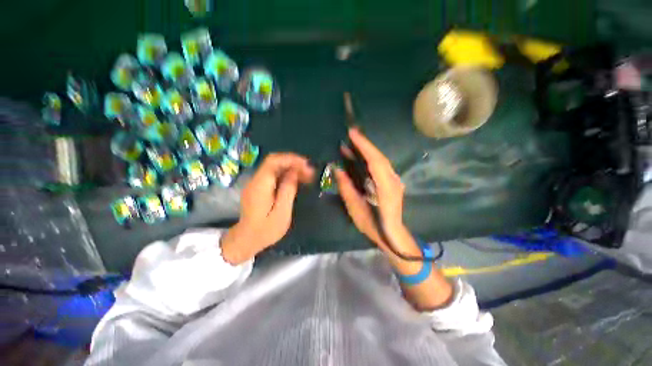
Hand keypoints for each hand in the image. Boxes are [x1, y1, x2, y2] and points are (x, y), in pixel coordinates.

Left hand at [221, 153, 313, 263]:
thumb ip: (288, 190)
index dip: (291, 159)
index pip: (274, 161)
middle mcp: (256, 180)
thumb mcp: (281, 212)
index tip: (307, 165)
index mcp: (260, 185)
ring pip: (275, 168)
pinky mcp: (259, 188)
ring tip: (307, 176)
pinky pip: (274, 175)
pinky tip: (297, 181)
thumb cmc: (265, 230)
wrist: (246, 240)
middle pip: (275, 162)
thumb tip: (294, 172)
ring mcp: (256, 183)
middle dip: (294, 163)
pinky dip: (287, 175)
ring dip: (292, 169)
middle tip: (310, 172)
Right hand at [335, 128, 416, 255]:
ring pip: (381, 160)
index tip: (352, 134)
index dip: (364, 146)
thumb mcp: (355, 209)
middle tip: (350, 134)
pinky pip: (381, 166)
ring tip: (353, 142)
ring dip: (368, 150)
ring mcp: (395, 181)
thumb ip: (347, 188)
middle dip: (365, 144)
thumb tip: (337, 170)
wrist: (392, 235)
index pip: (375, 162)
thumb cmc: (373, 226)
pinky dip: (371, 158)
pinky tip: (361, 156)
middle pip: (380, 157)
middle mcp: (393, 181)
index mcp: (386, 189)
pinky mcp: (393, 182)